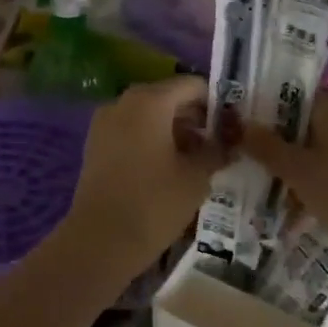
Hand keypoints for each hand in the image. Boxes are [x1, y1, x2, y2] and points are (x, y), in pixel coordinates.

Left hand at [65, 77, 225, 274]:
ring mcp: (105, 123)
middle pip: (168, 97)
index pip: (192, 85)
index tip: (232, 125)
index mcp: (150, 101)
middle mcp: (124, 102)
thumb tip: (228, 143)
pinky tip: (168, 167)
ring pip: (148, 115)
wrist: (101, 241)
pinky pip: (130, 131)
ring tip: (196, 159)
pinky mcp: (95, 145)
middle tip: (218, 143)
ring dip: (173, 130)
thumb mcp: (196, 177)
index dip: (216, 102)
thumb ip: (216, 151)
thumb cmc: (154, 203)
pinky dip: (151, 140)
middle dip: (194, 117)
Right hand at [240, 89, 327, 256]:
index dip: (266, 117)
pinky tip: (318, 196)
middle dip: (287, 142)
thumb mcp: (298, 171)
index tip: (247, 139)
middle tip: (261, 167)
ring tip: (285, 187)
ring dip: (309, 160)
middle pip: (310, 120)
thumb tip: (239, 124)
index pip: (290, 97)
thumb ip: (266, 146)